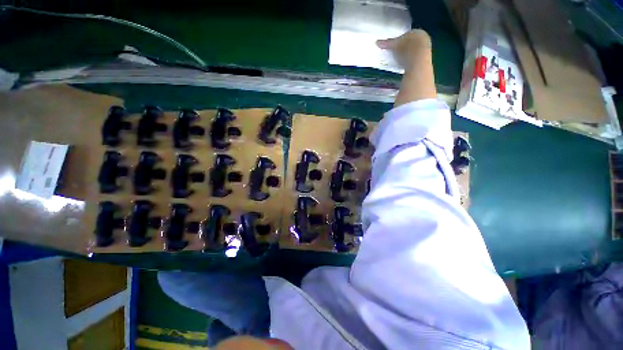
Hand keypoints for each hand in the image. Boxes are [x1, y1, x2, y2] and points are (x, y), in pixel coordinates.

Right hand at [376, 30, 431, 71]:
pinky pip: (416, 59)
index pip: (407, 34)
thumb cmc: (406, 49)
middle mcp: (424, 39)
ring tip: (399, 61)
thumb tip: (376, 42)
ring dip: (407, 55)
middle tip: (396, 54)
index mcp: (417, 32)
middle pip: (412, 42)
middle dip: (404, 47)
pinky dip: (410, 61)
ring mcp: (426, 50)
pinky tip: (405, 66)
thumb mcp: (394, 46)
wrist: (418, 63)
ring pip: (414, 51)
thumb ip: (386, 43)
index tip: (394, 46)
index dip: (400, 40)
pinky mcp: (425, 60)